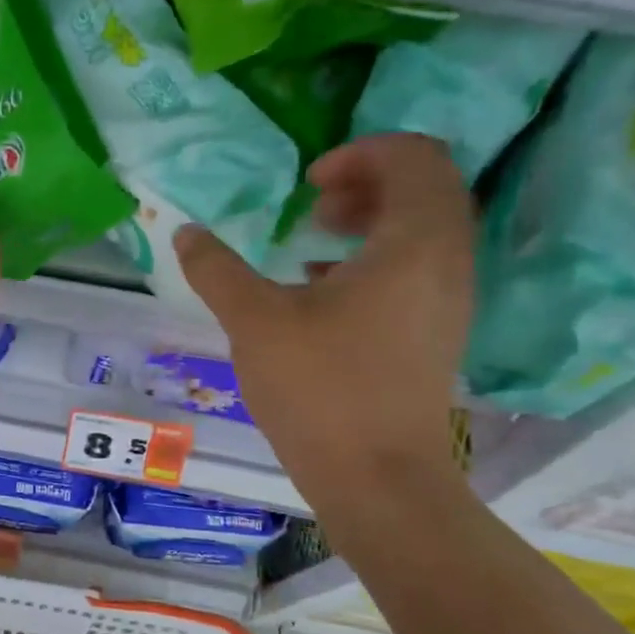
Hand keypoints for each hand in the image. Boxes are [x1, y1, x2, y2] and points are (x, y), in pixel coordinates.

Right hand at [175, 134, 475, 504]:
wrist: (378, 480)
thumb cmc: (320, 389)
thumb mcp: (255, 320)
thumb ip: (217, 269)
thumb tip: (185, 232)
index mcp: (415, 243)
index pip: (414, 157)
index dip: (360, 153)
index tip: (308, 184)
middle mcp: (447, 262)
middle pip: (426, 188)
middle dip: (366, 182)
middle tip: (313, 205)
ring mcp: (448, 301)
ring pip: (423, 230)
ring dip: (371, 219)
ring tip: (315, 241)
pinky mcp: (435, 333)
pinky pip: (417, 268)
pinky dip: (376, 258)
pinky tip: (323, 288)